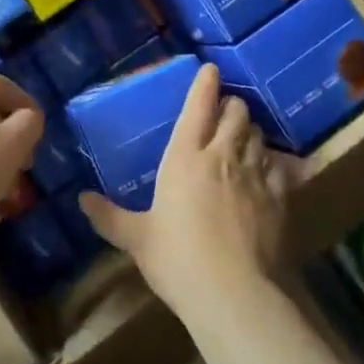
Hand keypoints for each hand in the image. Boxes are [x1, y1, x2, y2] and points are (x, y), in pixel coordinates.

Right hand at [80, 64, 288, 313]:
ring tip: (243, 138)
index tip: (210, 70)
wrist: (234, 294)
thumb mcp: (136, 238)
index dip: (205, 83)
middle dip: (231, 106)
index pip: (198, 105)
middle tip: (224, 112)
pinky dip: (275, 161)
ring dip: (250, 131)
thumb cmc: (177, 259)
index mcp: (185, 156)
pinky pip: (281, 165)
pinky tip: (272, 169)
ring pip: (259, 134)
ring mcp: (255, 174)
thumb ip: (109, 216)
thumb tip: (81, 199)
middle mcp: (222, 155)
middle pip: (236, 112)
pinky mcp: (281, 196)